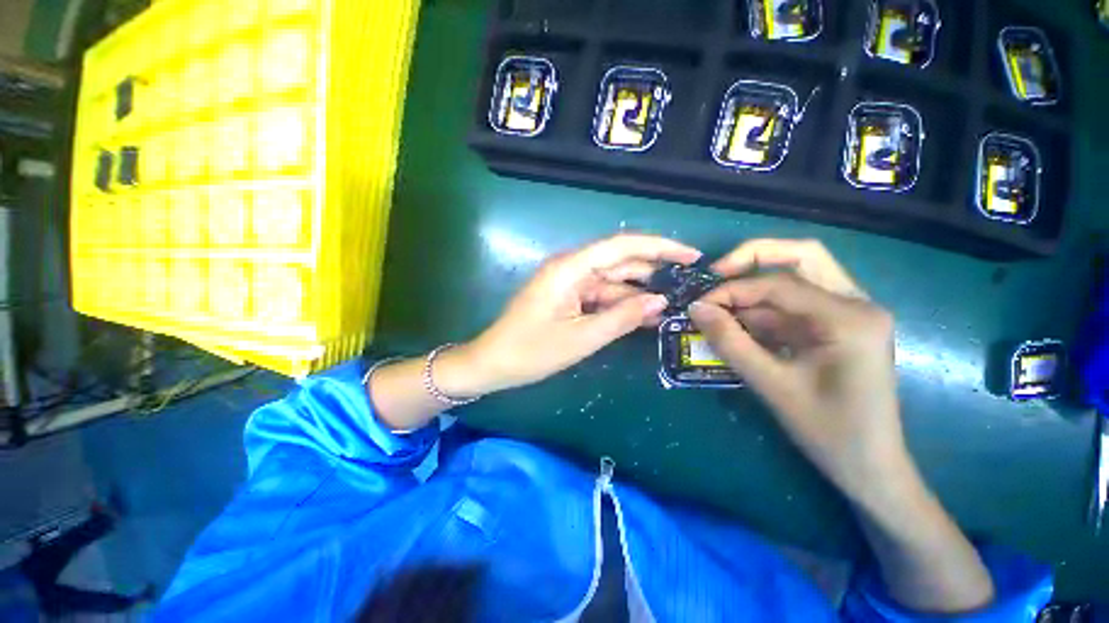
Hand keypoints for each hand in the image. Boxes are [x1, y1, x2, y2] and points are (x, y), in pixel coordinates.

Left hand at [464, 234, 700, 393]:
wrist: (493, 363)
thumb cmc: (531, 351)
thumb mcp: (582, 338)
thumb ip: (622, 318)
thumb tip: (660, 301)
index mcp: (570, 268)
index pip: (622, 246)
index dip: (659, 247)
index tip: (690, 255)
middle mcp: (570, 268)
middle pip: (619, 262)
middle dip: (653, 272)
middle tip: (687, 285)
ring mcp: (568, 283)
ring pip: (612, 281)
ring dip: (638, 293)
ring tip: (671, 306)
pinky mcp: (567, 297)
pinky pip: (600, 295)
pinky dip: (620, 305)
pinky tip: (642, 316)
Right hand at [688, 240, 906, 501]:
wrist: (870, 466)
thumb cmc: (828, 431)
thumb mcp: (771, 385)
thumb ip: (730, 342)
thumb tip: (695, 308)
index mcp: (850, 317)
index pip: (779, 283)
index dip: (732, 289)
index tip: (698, 305)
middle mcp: (856, 303)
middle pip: (801, 256)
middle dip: (752, 260)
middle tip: (715, 275)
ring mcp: (849, 312)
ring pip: (798, 276)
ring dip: (755, 286)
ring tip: (720, 303)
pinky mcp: (838, 326)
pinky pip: (795, 303)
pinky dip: (763, 308)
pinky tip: (738, 323)